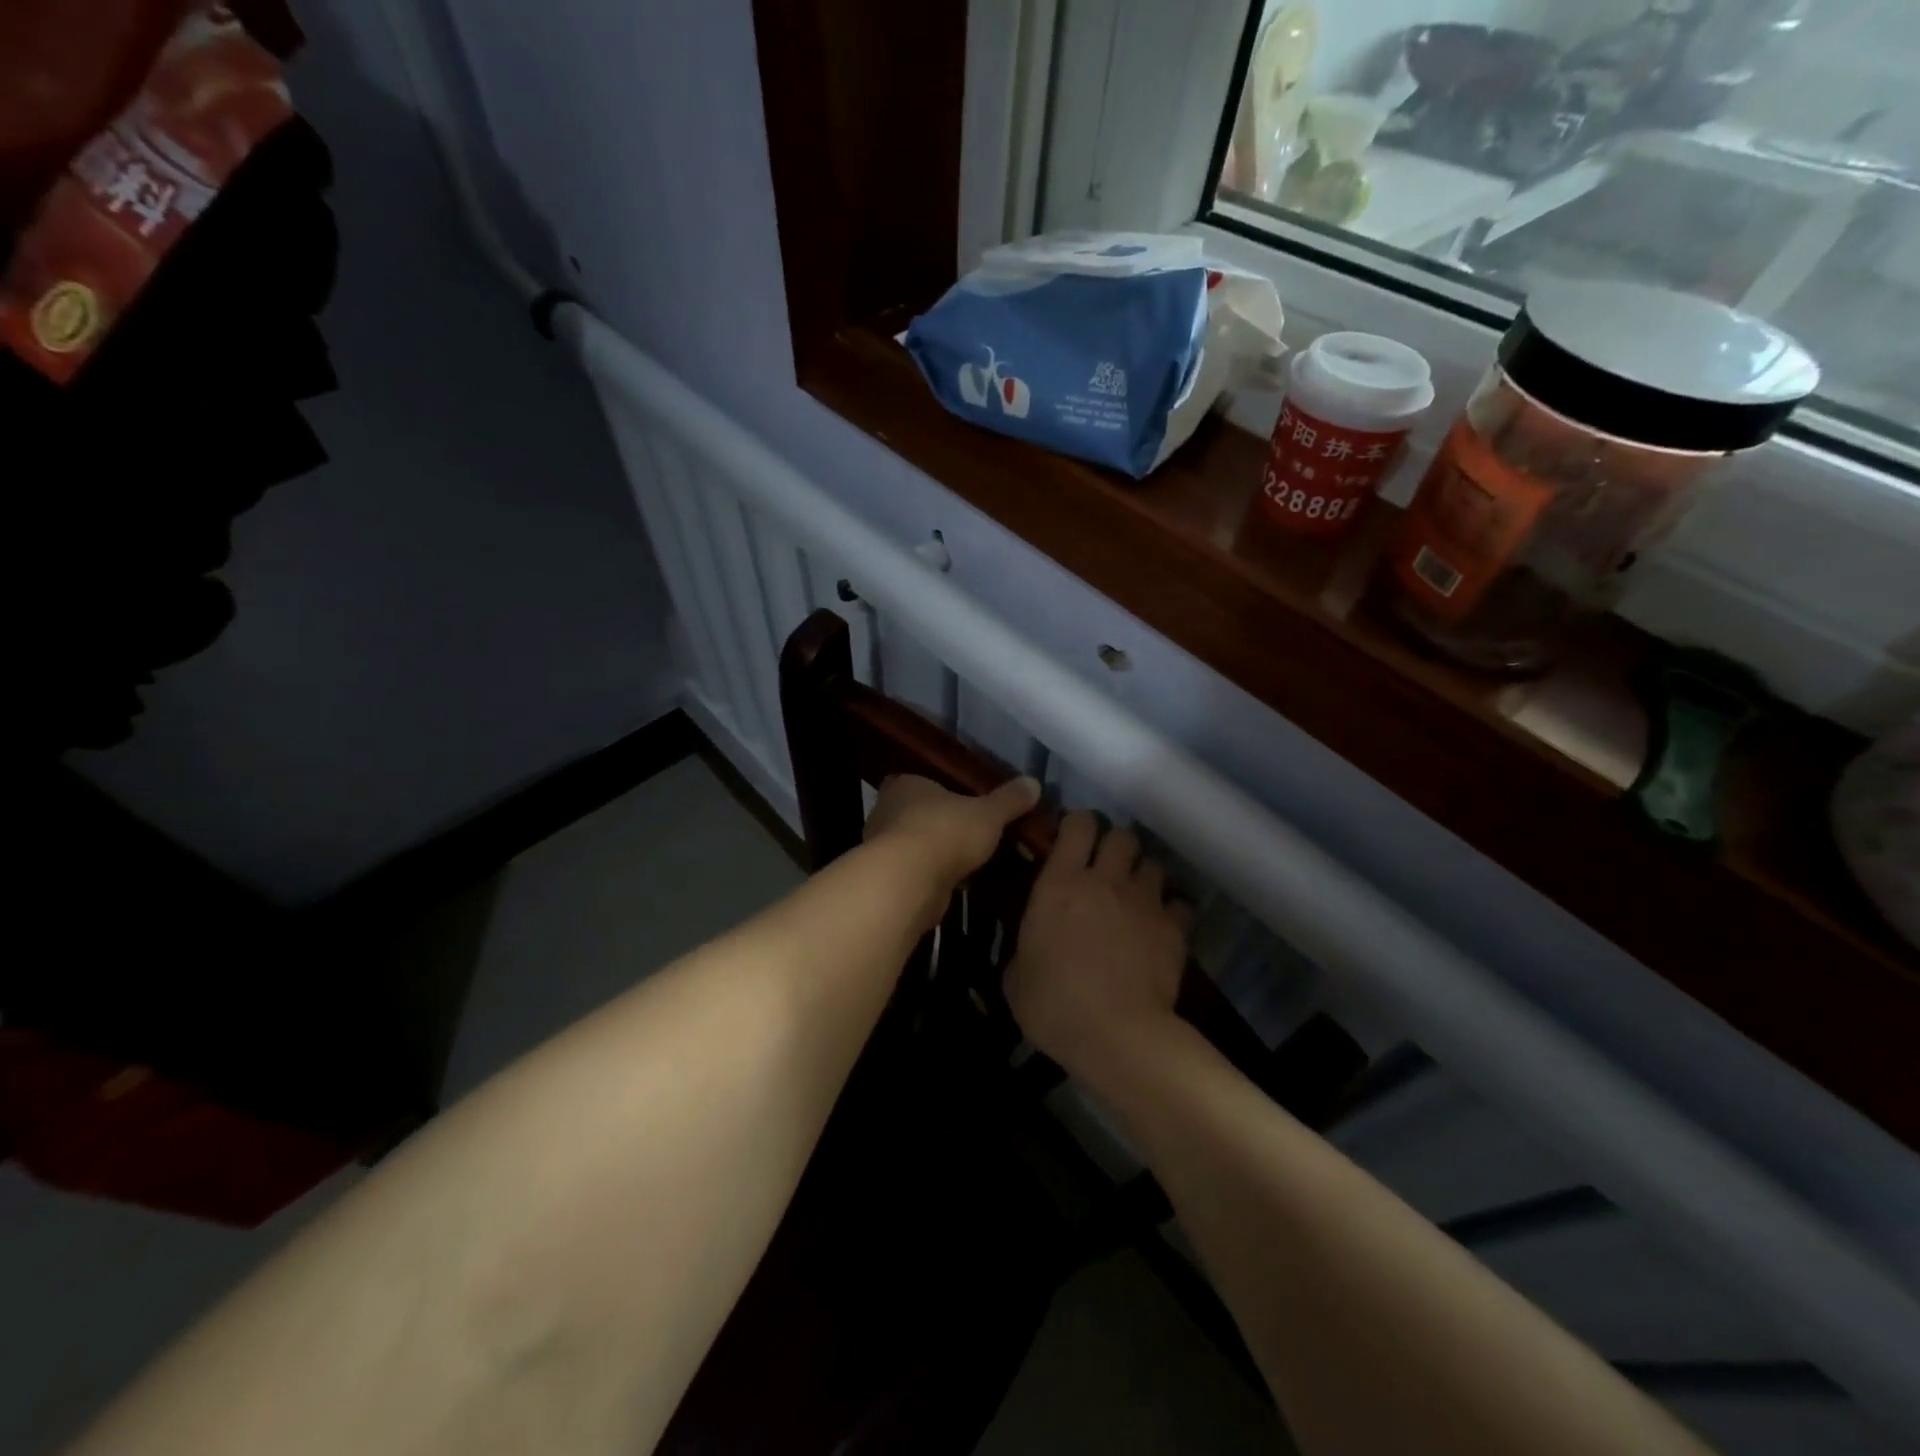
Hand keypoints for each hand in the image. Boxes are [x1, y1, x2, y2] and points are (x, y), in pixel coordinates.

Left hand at [864, 774, 1040, 928]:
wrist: (909, 882)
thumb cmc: (945, 832)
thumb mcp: (988, 813)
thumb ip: (1010, 800)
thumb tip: (1033, 782)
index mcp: (905, 785)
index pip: (919, 781)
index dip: (940, 791)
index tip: (962, 802)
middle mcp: (887, 811)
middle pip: (917, 814)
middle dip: (941, 824)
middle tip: (972, 833)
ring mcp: (883, 848)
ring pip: (916, 845)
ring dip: (937, 853)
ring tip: (970, 861)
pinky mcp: (889, 879)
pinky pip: (916, 872)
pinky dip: (933, 877)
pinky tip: (958, 883)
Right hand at [1004, 813, 1191, 1088]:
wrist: (1116, 1034)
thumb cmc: (1054, 1004)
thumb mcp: (1016, 978)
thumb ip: (1023, 950)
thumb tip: (1028, 951)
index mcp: (1061, 882)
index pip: (1078, 824)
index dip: (1078, 825)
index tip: (1072, 840)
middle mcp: (1106, 880)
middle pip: (1122, 836)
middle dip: (1116, 846)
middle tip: (1106, 869)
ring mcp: (1144, 901)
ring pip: (1154, 864)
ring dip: (1143, 875)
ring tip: (1136, 896)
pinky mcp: (1174, 928)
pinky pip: (1181, 903)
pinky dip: (1173, 910)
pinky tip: (1163, 926)